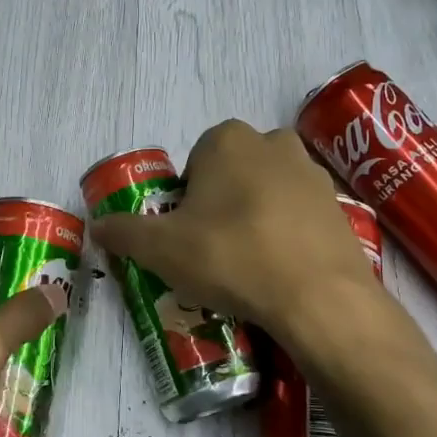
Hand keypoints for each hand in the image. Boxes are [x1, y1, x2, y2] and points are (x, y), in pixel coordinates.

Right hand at [90, 120, 392, 349]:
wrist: (318, 297)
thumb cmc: (231, 256)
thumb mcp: (161, 248)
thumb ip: (124, 232)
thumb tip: (97, 226)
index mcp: (227, 140)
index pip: (194, 161)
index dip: (186, 198)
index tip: (186, 233)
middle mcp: (273, 143)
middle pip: (233, 172)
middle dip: (221, 201)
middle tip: (213, 247)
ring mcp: (312, 172)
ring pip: (268, 189)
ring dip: (256, 214)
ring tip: (248, 262)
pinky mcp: (339, 206)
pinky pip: (300, 214)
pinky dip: (287, 232)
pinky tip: (280, 269)